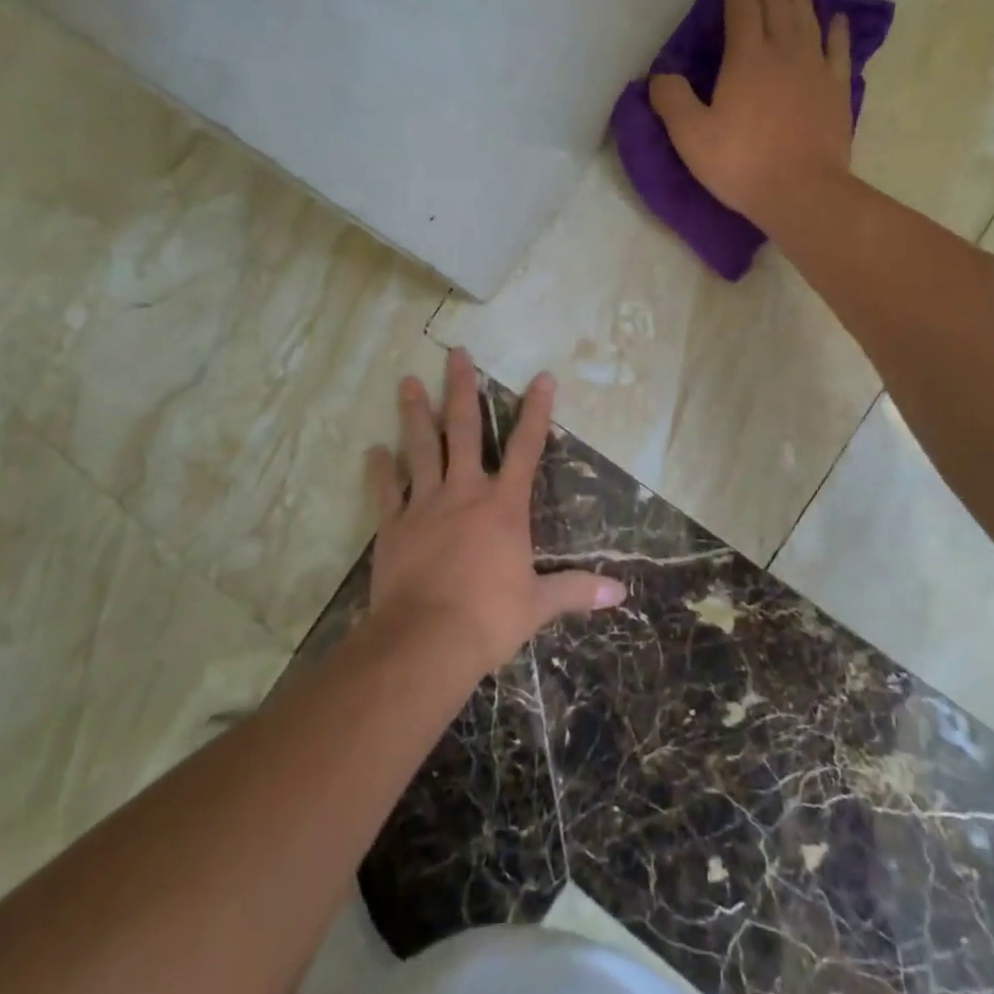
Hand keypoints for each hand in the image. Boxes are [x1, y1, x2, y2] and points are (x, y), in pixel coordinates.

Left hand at [365, 347, 625, 675]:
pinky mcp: (393, 525)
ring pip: (420, 448)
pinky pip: (385, 490)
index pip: (526, 448)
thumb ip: (576, 591)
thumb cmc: (489, 618)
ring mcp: (424, 505)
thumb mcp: (539, 605)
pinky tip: (372, 449)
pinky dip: (379, 469)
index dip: (536, 411)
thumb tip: (621, 591)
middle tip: (455, 353)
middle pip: (463, 430)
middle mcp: (464, 493)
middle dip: (461, 389)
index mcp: (503, 506)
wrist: (427, 640)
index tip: (541, 377)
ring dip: (414, 413)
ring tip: (406, 381)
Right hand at [649, 0, 853, 227]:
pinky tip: (836, 17)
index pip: (742, 8)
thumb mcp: (690, 136)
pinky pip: (839, 47)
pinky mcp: (837, 88)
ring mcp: (815, 67)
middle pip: (778, 4)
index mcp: (746, 58)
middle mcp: (783, 50)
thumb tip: (659, 75)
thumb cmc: (741, 163)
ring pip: (808, 17)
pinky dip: (836, 28)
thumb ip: (671, 99)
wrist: (801, 191)